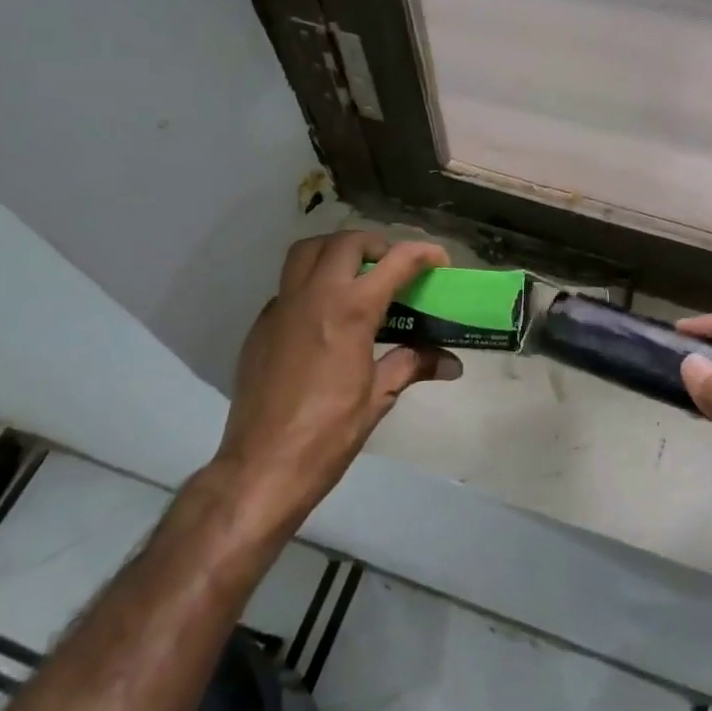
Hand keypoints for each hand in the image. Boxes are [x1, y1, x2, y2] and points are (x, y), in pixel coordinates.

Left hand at [217, 231, 459, 535]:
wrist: (262, 467)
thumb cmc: (328, 435)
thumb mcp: (378, 398)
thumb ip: (411, 365)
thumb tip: (450, 363)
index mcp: (350, 311)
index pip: (394, 262)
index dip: (422, 254)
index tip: (439, 260)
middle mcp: (314, 296)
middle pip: (346, 242)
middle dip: (376, 245)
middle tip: (393, 267)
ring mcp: (281, 308)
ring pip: (307, 252)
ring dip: (336, 251)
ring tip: (355, 275)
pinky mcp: (260, 326)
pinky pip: (288, 285)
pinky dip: (311, 283)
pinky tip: (324, 316)